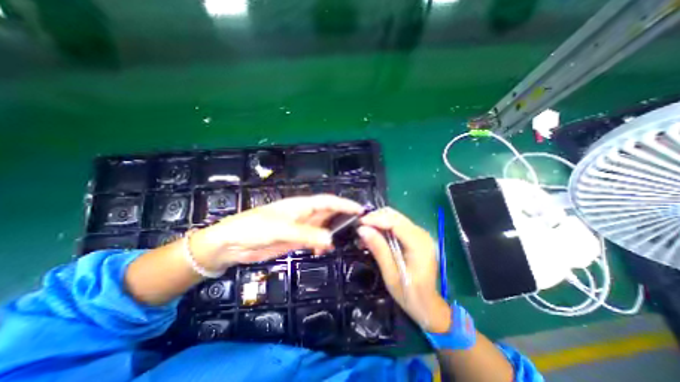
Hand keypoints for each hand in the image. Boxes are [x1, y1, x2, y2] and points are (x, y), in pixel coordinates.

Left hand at [191, 196, 363, 272]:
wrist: (231, 245)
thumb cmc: (254, 228)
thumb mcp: (281, 229)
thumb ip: (307, 234)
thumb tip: (330, 239)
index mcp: (301, 205)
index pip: (328, 201)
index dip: (345, 204)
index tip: (361, 210)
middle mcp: (304, 214)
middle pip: (328, 213)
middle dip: (343, 218)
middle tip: (359, 228)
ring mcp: (300, 227)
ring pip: (323, 227)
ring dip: (334, 232)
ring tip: (347, 240)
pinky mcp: (296, 240)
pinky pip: (314, 239)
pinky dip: (322, 244)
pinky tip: (325, 250)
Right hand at [356, 208, 450, 332]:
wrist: (428, 305)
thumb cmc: (410, 294)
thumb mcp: (391, 274)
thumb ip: (379, 249)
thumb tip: (362, 229)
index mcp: (419, 244)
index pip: (395, 222)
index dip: (375, 219)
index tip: (358, 223)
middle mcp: (421, 234)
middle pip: (395, 216)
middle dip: (375, 218)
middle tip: (359, 228)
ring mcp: (420, 234)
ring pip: (395, 218)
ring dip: (378, 222)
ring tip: (364, 233)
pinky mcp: (416, 236)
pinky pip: (397, 224)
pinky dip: (383, 227)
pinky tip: (374, 235)